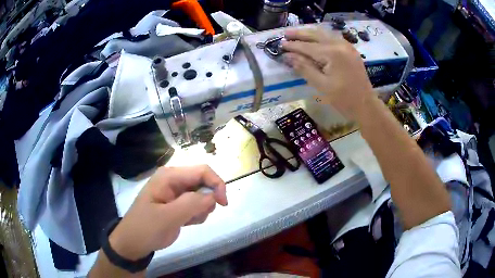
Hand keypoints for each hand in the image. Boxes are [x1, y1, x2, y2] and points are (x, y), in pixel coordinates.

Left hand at [108, 165, 227, 259]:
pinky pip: (197, 205)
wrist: (134, 243)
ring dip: (201, 210)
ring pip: (202, 195)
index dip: (216, 184)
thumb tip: (213, 195)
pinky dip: (196, 215)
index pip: (201, 171)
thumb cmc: (146, 228)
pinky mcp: (177, 204)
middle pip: (203, 182)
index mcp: (169, 176)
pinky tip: (185, 222)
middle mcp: (173, 180)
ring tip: (186, 221)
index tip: (223, 204)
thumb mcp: (167, 217)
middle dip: (207, 200)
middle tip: (198, 216)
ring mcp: (175, 193)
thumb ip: (191, 204)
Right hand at [281, 28, 374, 119]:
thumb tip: (287, 56)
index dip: (293, 46)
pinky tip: (314, 38)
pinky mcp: (350, 49)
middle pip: (315, 34)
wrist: (366, 105)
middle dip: (299, 34)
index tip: (279, 44)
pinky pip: (332, 37)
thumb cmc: (343, 99)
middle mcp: (339, 44)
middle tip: (285, 34)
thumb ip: (304, 68)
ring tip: (296, 34)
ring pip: (324, 33)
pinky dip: (320, 36)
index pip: (307, 46)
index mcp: (332, 53)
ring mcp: (347, 45)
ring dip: (309, 33)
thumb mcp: (321, 85)